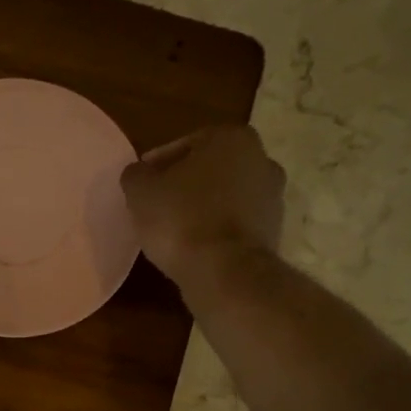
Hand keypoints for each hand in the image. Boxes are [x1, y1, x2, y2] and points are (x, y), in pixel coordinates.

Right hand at [120, 125, 285, 287]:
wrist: (225, 272)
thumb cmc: (181, 219)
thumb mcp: (140, 191)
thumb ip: (137, 174)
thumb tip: (140, 174)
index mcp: (233, 138)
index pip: (186, 144)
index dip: (158, 164)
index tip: (142, 184)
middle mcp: (262, 160)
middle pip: (210, 169)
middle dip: (185, 184)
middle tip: (157, 204)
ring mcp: (273, 198)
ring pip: (226, 197)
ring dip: (202, 208)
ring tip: (173, 229)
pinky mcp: (273, 232)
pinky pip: (235, 224)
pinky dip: (216, 231)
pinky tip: (193, 246)